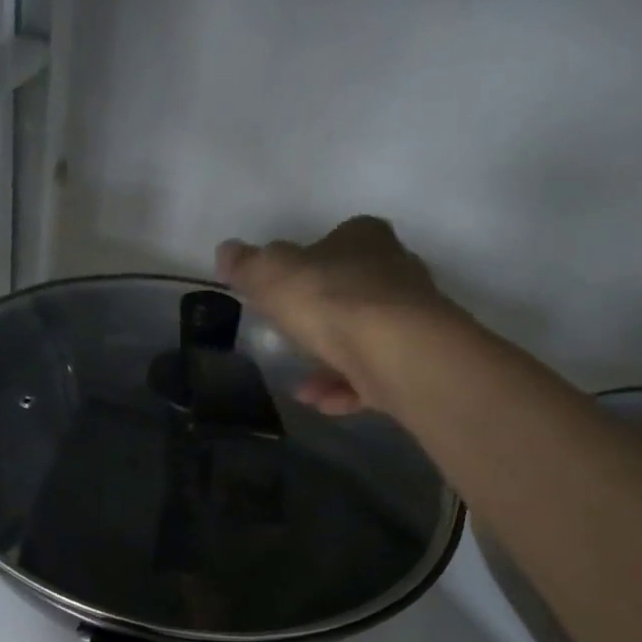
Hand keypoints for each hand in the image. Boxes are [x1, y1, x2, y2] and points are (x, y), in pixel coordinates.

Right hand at [216, 215, 460, 415]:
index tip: (284, 291)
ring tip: (299, 385)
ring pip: (363, 338)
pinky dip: (346, 388)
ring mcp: (410, 319)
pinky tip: (320, 403)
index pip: (335, 241)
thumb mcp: (273, 276)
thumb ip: (249, 265)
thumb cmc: (332, 302)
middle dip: (320, 318)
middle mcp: (395, 271)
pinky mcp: (415, 361)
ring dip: (329, 362)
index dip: (308, 263)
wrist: (395, 353)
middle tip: (289, 340)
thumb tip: (226, 251)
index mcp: (365, 239)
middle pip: (351, 291)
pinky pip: (373, 375)